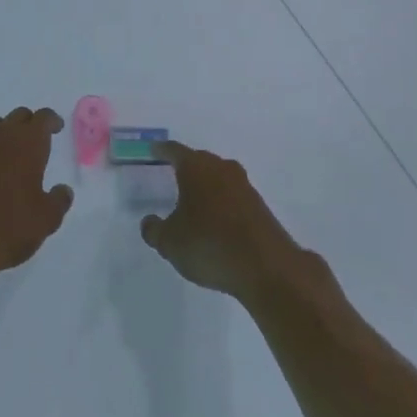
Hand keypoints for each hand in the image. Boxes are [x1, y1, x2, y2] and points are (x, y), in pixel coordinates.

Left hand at [0, 107, 73, 287]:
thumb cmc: (9, 228)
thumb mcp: (46, 220)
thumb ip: (59, 201)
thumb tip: (63, 190)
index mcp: (27, 144)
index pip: (42, 118)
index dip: (51, 120)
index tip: (57, 127)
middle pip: (17, 116)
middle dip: (29, 123)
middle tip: (35, 140)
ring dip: (3, 134)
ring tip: (9, 153)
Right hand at [140, 143, 305, 301]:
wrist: (267, 267)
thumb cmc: (209, 244)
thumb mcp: (170, 243)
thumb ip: (155, 230)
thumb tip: (149, 222)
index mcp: (196, 168)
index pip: (174, 151)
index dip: (162, 150)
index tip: (154, 149)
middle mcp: (221, 168)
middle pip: (200, 161)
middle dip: (186, 167)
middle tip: (172, 174)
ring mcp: (244, 186)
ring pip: (219, 178)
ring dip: (207, 186)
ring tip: (194, 201)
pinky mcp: (260, 207)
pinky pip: (233, 197)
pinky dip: (222, 204)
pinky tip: (216, 222)